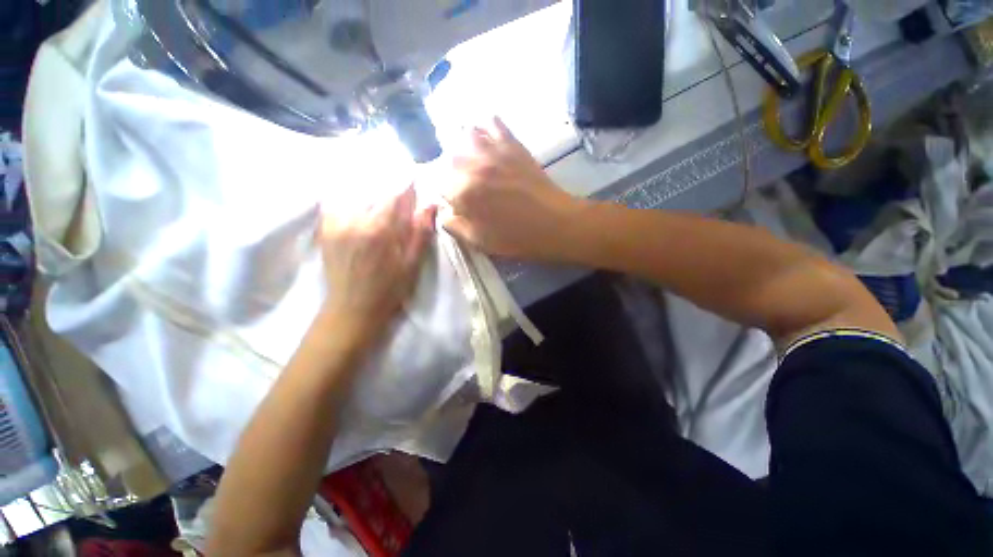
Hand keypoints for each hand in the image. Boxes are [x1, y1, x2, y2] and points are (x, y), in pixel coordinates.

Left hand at [319, 187, 435, 337]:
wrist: (352, 308)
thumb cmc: (389, 289)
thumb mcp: (412, 264)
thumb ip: (421, 233)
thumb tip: (431, 205)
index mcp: (380, 229)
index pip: (394, 194)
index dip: (406, 187)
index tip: (414, 185)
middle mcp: (355, 220)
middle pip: (374, 190)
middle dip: (389, 189)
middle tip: (399, 196)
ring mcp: (336, 223)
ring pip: (354, 193)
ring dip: (369, 191)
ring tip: (379, 198)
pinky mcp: (325, 229)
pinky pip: (334, 202)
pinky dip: (346, 197)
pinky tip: (355, 203)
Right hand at [442, 118, 584, 260]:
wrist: (554, 223)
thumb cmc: (517, 238)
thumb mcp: (480, 241)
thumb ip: (455, 227)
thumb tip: (444, 214)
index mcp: (463, 193)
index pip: (439, 183)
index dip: (445, 193)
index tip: (455, 202)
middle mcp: (473, 166)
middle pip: (450, 157)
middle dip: (452, 170)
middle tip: (463, 183)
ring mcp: (494, 152)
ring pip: (467, 135)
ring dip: (464, 145)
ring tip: (472, 158)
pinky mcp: (513, 145)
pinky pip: (495, 124)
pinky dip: (487, 126)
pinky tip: (487, 134)